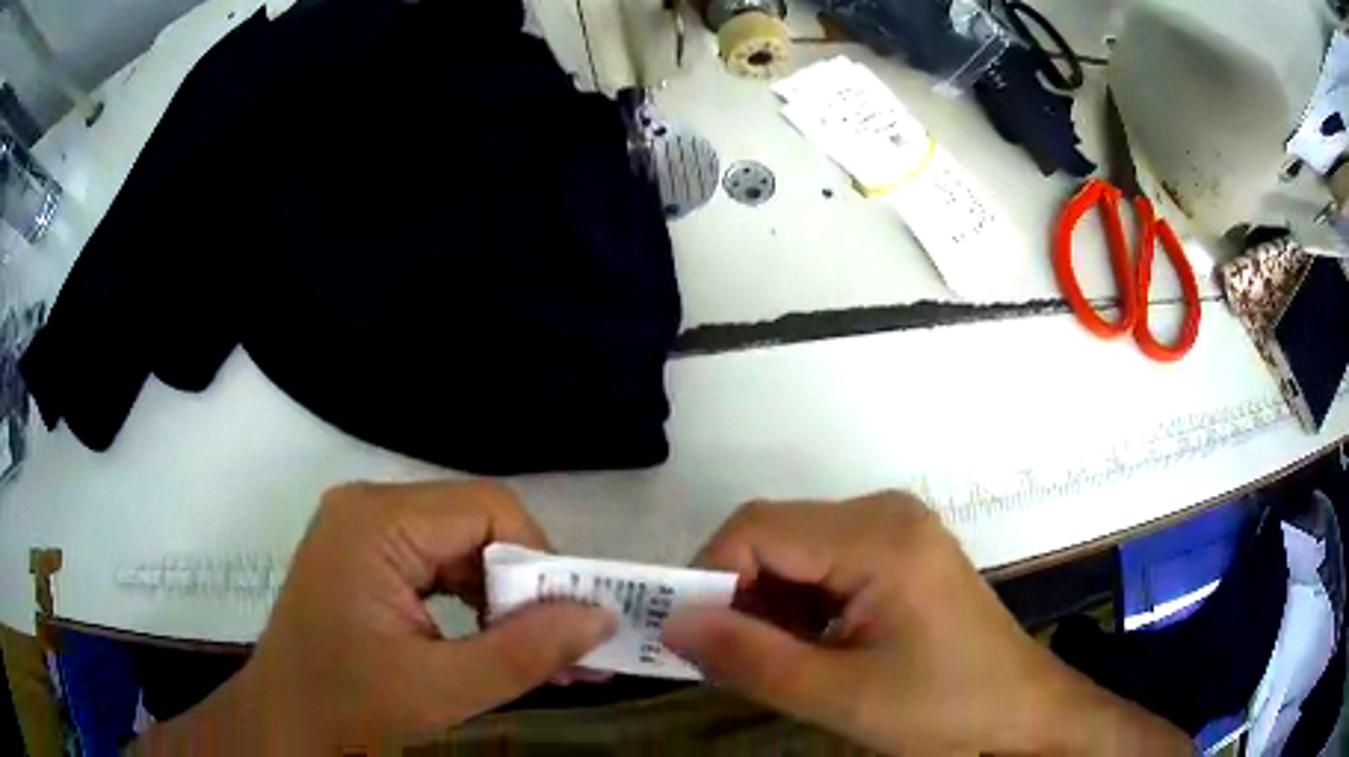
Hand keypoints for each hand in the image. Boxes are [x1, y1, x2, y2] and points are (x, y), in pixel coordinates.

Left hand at [142, 481, 613, 752]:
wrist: (286, 724)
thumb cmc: (349, 707)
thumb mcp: (442, 689)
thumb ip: (526, 652)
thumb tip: (602, 615)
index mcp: (376, 523)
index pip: (489, 510)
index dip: (539, 563)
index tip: (566, 624)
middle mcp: (368, 506)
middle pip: (474, 524)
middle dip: (521, 587)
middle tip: (556, 647)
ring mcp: (361, 528)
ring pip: (459, 544)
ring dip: (498, 597)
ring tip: (526, 650)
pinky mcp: (363, 553)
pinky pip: (435, 560)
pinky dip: (469, 599)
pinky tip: (482, 639)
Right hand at [662, 492, 1189, 755]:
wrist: (1020, 710)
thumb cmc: (943, 708)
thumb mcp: (841, 697)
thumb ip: (751, 659)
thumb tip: (674, 625)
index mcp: (878, 537)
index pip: (757, 529)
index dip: (706, 575)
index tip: (684, 634)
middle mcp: (885, 513)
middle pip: (775, 534)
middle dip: (735, 593)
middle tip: (719, 656)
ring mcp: (896, 529)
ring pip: (795, 550)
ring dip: (765, 603)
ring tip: (765, 661)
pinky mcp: (900, 552)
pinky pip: (824, 562)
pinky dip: (797, 604)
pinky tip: (804, 647)